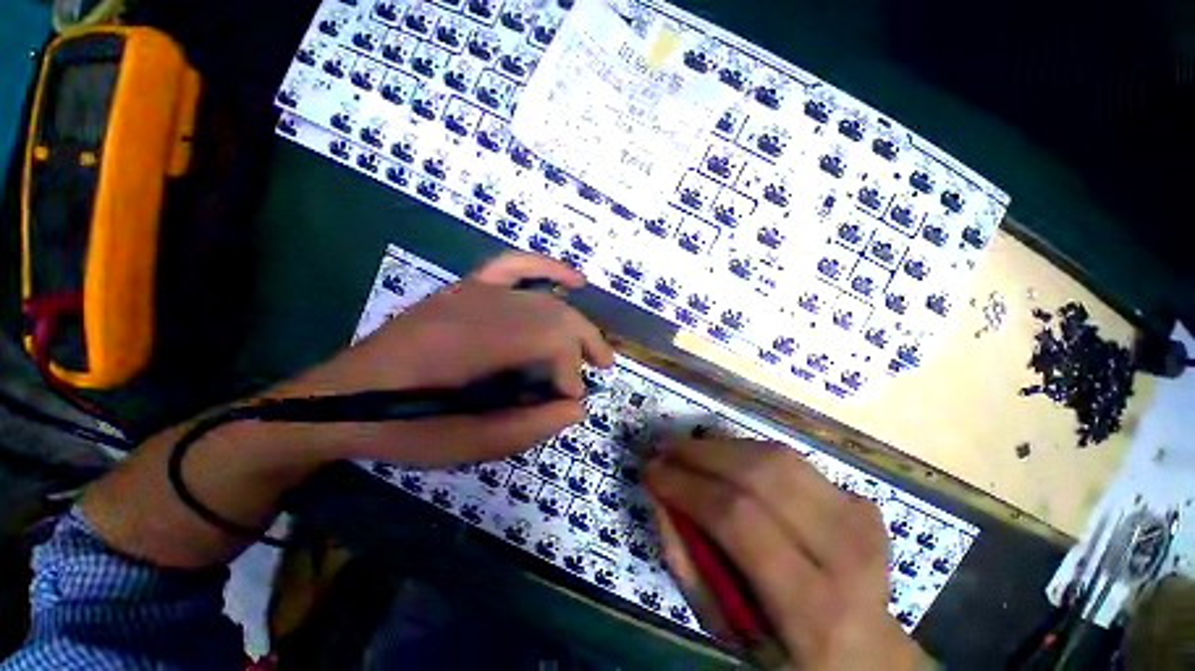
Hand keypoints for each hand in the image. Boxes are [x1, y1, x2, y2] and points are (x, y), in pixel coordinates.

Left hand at [83, 253, 613, 568]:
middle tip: (599, 372)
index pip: (549, 341)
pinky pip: (513, 265)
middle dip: (585, 345)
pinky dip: (546, 267)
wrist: (338, 398)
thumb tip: (577, 408)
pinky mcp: (464, 287)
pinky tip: (574, 279)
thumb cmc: (400, 427)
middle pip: (554, 315)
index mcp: (473, 344)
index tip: (569, 402)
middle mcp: (477, 306)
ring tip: (595, 348)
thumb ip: (528, 427)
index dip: (569, 373)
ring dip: (576, 321)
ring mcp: (470, 291)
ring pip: (544, 297)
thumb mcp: (464, 445)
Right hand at [646, 439, 929, 670]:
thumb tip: (658, 494)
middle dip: (701, 453)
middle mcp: (847, 555)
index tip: (650, 469)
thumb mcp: (724, 627)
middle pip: (761, 475)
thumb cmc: (785, 650)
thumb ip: (685, 559)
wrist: (866, 652)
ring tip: (689, 450)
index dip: (687, 486)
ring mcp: (861, 520)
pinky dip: (748, 454)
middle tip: (665, 448)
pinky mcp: (861, 500)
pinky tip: (727, 464)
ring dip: (722, 446)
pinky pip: (790, 461)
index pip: (739, 520)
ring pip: (776, 456)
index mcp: (813, 609)